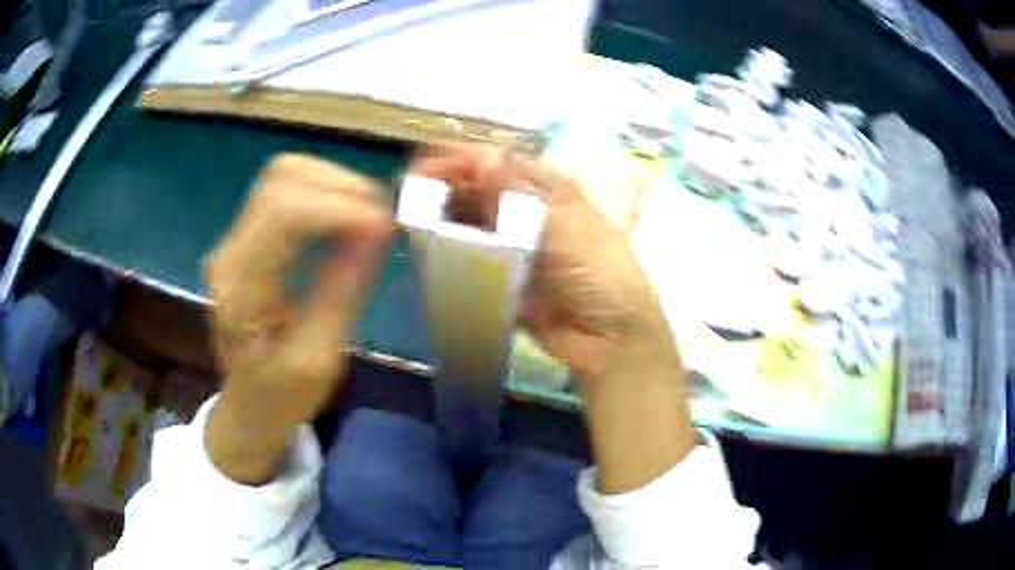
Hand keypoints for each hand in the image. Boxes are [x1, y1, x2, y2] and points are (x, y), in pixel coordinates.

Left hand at [204, 154, 391, 483]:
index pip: (283, 213)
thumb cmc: (281, 396)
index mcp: (240, 288)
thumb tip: (379, 229)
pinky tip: (347, 217)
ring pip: (285, 174)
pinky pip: (286, 190)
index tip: (386, 227)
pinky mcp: (246, 237)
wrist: (246, 405)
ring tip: (370, 216)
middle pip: (282, 178)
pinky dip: (324, 192)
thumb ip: (343, 291)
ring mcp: (234, 239)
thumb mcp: (318, 359)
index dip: (340, 207)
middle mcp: (229, 251)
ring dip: (334, 184)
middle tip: (384, 219)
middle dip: (342, 187)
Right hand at [413, 144, 694, 492]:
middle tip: (411, 195)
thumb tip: (484, 155)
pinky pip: (477, 259)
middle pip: (483, 191)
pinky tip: (432, 253)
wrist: (611, 338)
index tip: (424, 166)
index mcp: (551, 190)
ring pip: (476, 223)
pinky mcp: (509, 278)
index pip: (500, 164)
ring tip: (414, 221)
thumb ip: (519, 194)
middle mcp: (532, 212)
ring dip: (448, 219)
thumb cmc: (598, 272)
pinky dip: (456, 254)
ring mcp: (519, 247)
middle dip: (449, 188)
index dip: (462, 160)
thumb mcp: (563, 226)